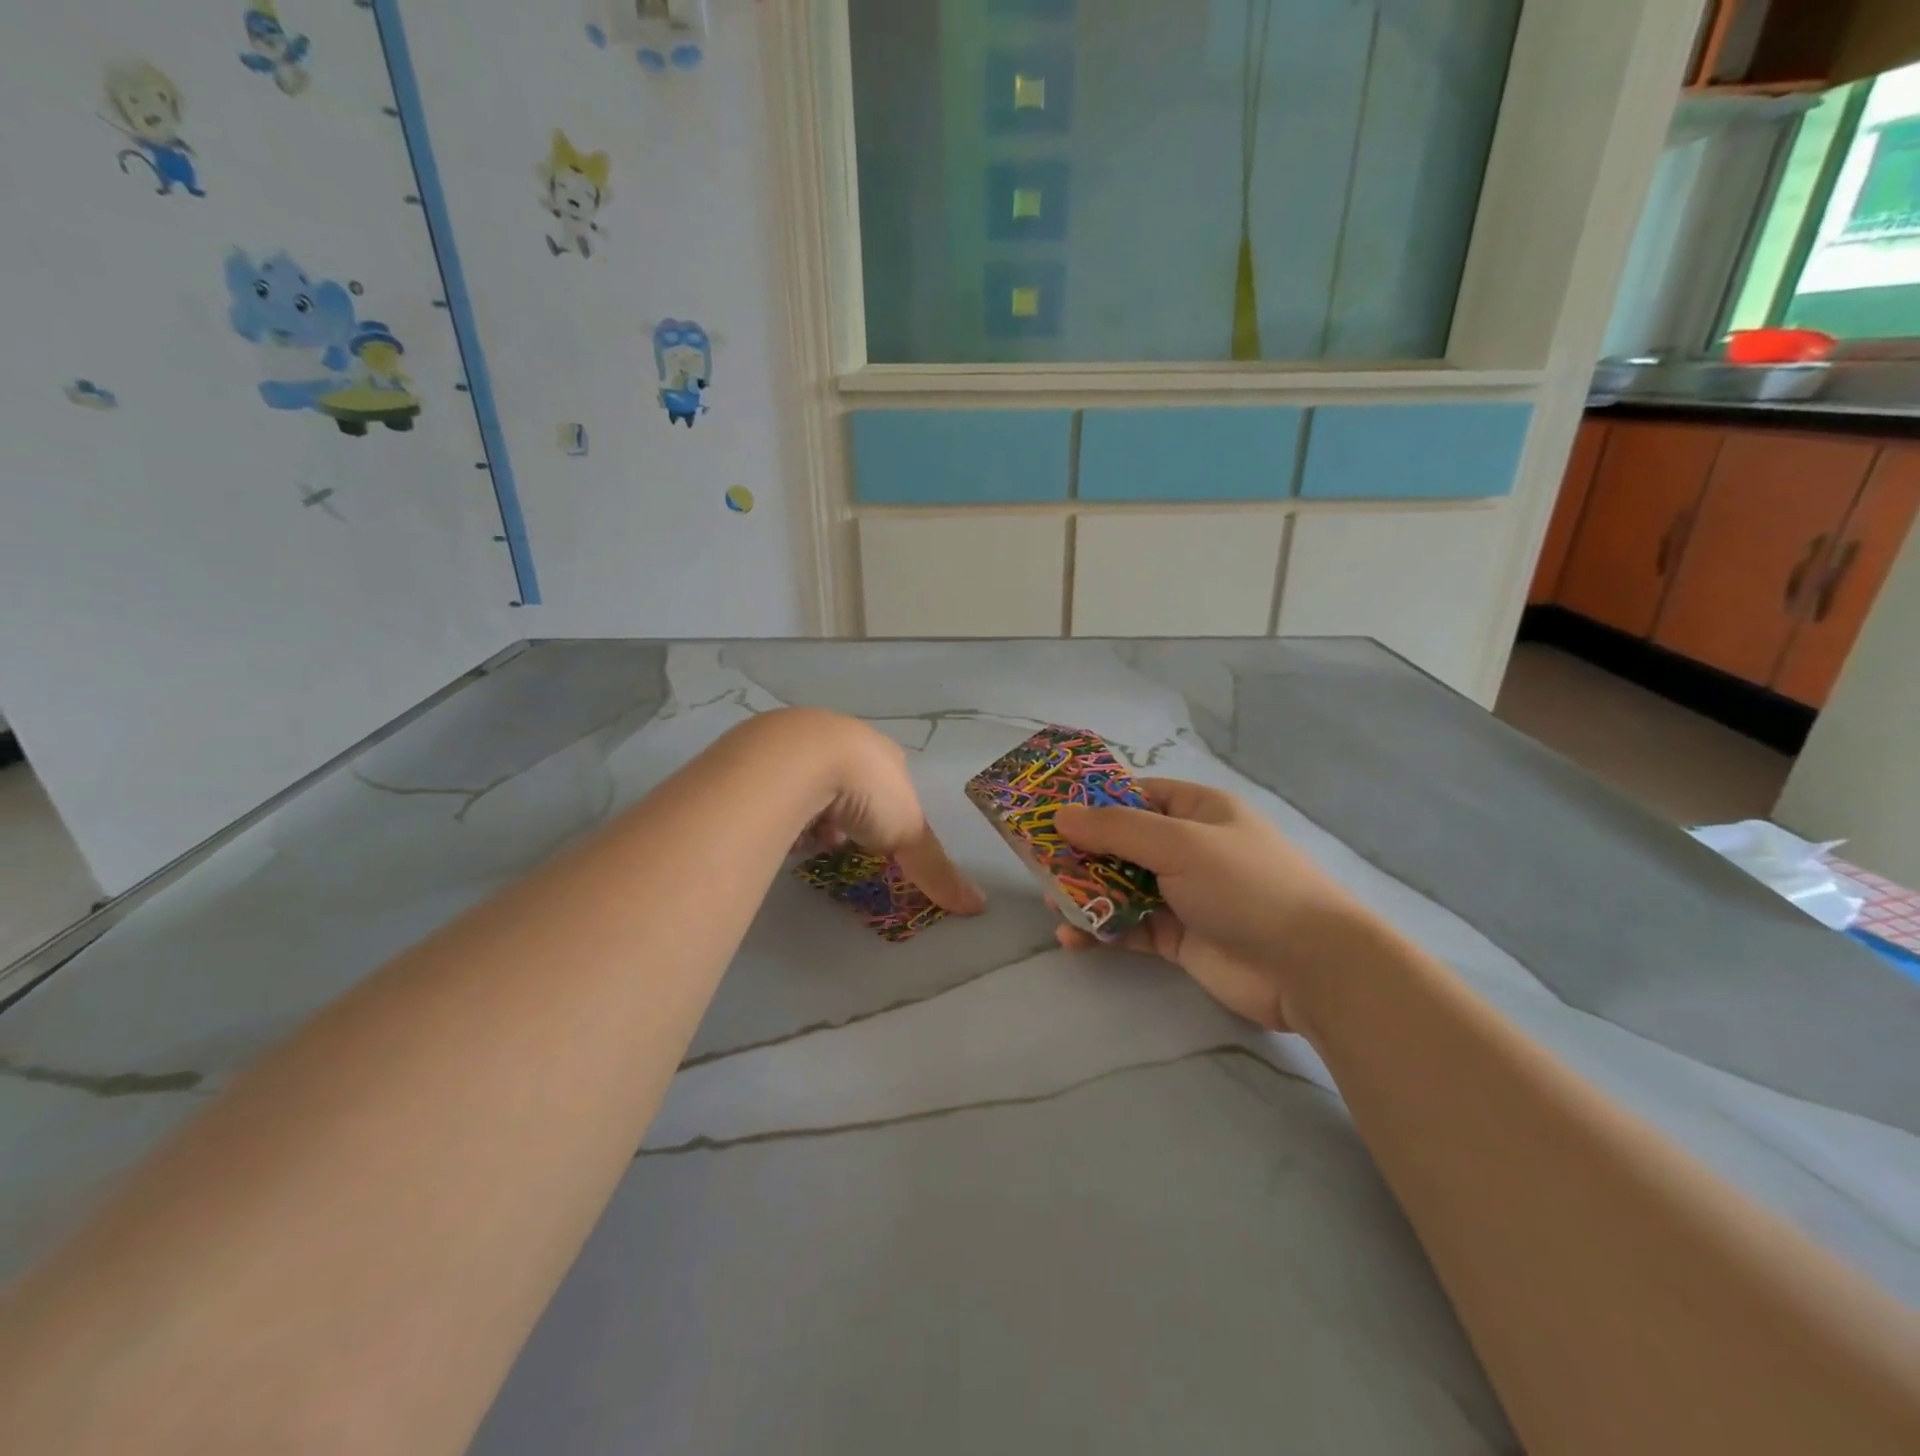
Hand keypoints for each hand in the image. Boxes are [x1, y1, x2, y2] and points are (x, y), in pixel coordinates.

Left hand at [769, 708, 985, 915]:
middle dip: (843, 814)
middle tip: (836, 839)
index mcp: (879, 752)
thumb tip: (979, 906)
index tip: (872, 839)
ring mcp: (797, 739)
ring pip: (807, 781)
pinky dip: (777, 805)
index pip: (887, 782)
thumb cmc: (865, 791)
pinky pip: (772, 782)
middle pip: (845, 782)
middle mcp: (840, 737)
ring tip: (803, 836)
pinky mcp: (758, 749)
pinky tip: (776, 823)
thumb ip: (936, 868)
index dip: (881, 813)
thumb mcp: (909, 831)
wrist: (798, 758)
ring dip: (809, 811)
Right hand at [1053, 779, 1362, 1031]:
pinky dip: (1102, 930)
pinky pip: (1130, 926)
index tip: (1048, 813)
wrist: (1309, 967)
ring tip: (1051, 903)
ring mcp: (1183, 894)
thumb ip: (1116, 829)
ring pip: (1121, 886)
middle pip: (1121, 843)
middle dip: (1081, 852)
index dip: (1092, 802)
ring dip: (1086, 893)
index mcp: (1196, 811)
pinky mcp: (1179, 937)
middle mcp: (1188, 848)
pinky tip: (1073, 938)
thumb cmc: (1245, 885)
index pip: (1135, 796)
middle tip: (1038, 863)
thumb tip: (1061, 815)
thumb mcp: (1179, 844)